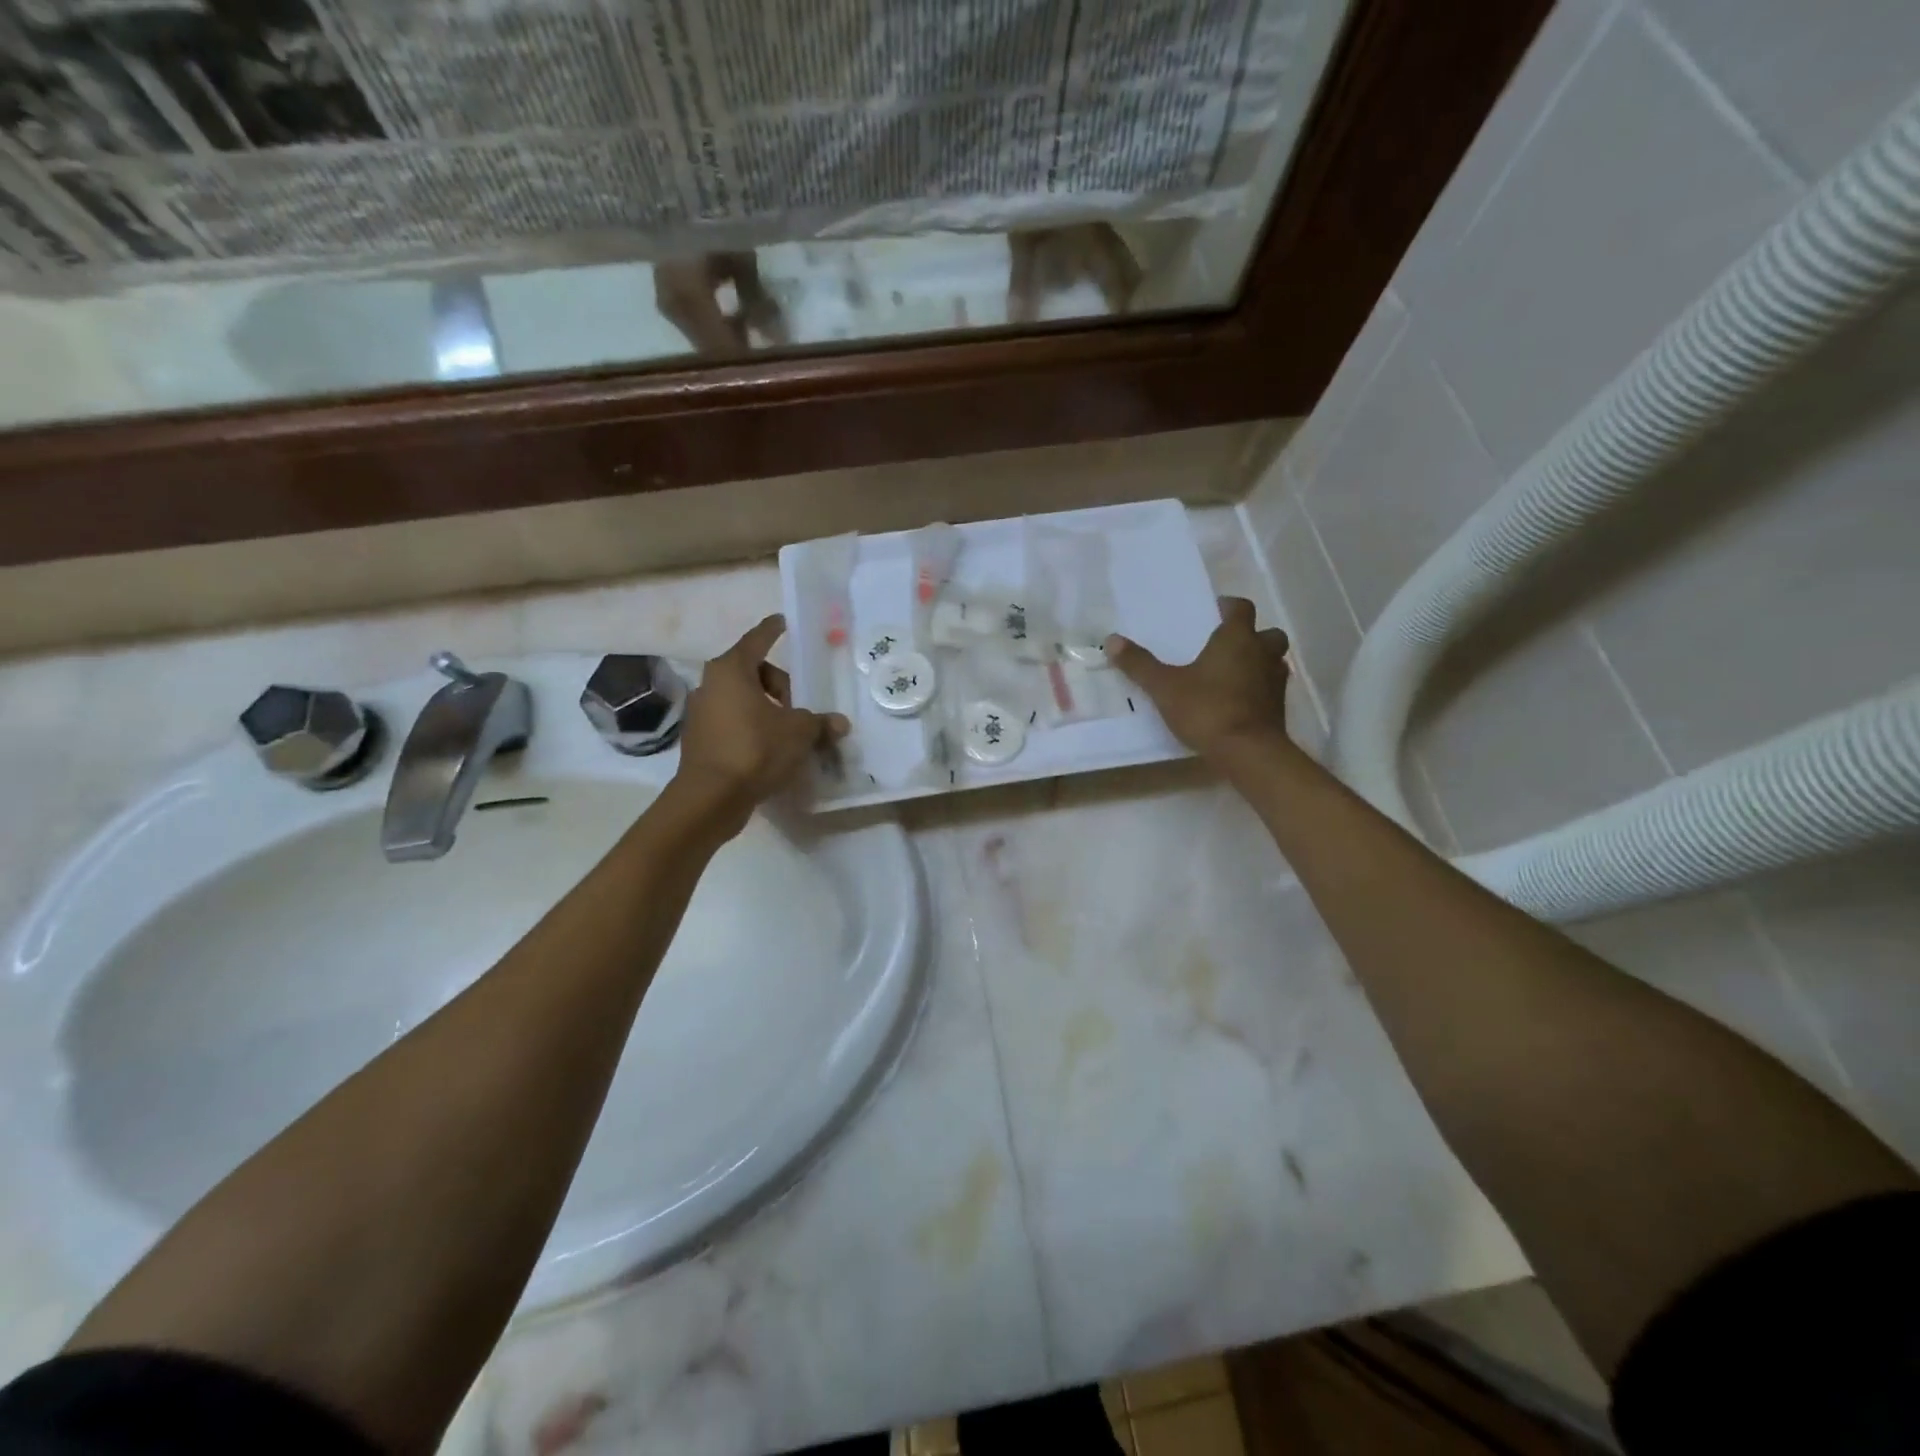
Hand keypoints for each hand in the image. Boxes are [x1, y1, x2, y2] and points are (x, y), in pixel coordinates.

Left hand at [673, 615, 848, 831]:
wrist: (711, 797)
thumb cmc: (755, 749)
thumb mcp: (798, 733)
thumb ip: (819, 722)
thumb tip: (839, 723)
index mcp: (732, 670)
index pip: (758, 640)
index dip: (773, 630)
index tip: (784, 622)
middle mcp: (711, 685)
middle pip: (752, 672)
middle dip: (780, 685)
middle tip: (800, 707)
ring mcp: (701, 712)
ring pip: (742, 699)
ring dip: (766, 709)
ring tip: (789, 732)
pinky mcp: (700, 739)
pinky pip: (733, 722)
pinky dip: (752, 728)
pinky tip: (770, 749)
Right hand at [1105, 597, 1291, 762]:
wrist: (1248, 752)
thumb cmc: (1206, 709)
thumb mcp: (1164, 687)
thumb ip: (1139, 664)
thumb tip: (1112, 640)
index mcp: (1237, 638)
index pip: (1241, 609)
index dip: (1230, 607)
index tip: (1217, 610)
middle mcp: (1262, 653)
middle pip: (1268, 633)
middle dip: (1253, 635)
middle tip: (1229, 644)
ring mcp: (1275, 681)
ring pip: (1274, 661)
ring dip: (1259, 662)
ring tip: (1234, 673)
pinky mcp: (1280, 707)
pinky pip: (1271, 688)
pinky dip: (1259, 689)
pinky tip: (1240, 701)